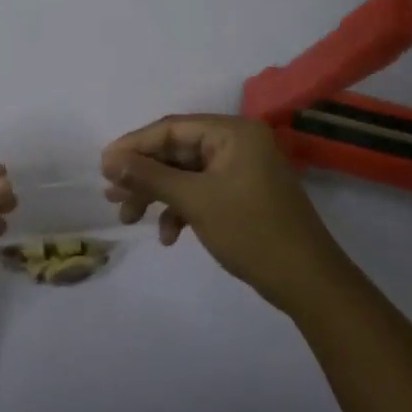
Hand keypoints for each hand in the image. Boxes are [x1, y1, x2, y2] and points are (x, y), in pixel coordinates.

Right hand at [102, 115, 337, 312]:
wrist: (308, 283)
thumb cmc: (251, 231)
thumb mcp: (195, 201)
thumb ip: (150, 176)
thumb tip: (111, 159)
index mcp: (232, 132)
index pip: (171, 128)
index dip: (133, 145)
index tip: (103, 165)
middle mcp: (237, 143)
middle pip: (176, 152)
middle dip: (143, 175)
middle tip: (111, 195)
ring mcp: (241, 171)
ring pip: (185, 175)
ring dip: (157, 195)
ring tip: (128, 217)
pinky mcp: (242, 196)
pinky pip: (202, 192)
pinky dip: (181, 210)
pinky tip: (168, 236)